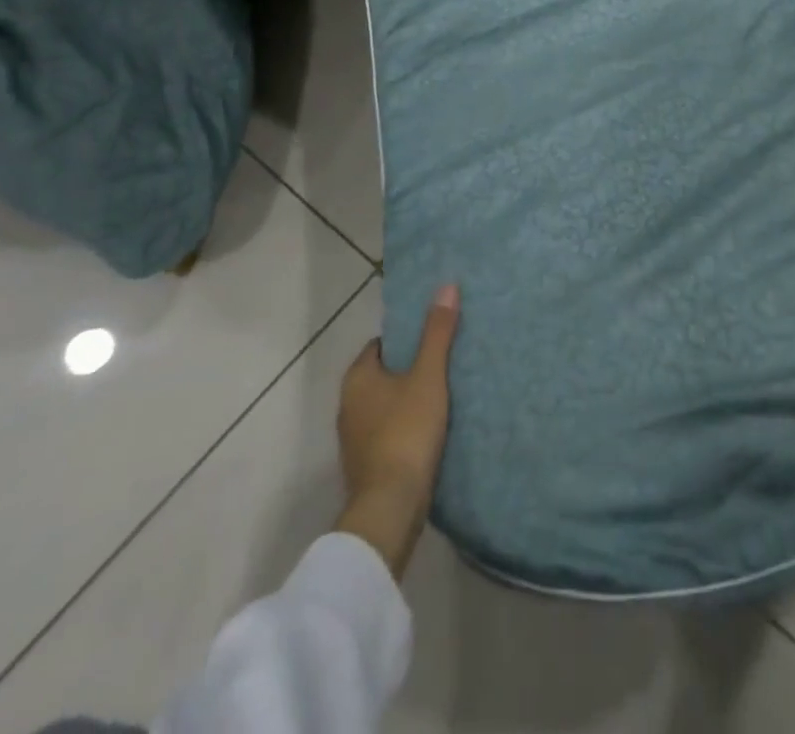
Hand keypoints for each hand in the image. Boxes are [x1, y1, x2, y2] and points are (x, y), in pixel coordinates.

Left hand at [334, 284, 459, 578]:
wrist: (390, 509)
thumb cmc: (406, 432)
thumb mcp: (428, 376)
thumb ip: (437, 333)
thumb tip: (446, 286)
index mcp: (357, 378)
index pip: (381, 344)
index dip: (407, 338)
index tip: (434, 337)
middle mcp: (348, 404)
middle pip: (383, 374)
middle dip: (409, 368)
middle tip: (445, 361)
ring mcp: (354, 439)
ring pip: (385, 405)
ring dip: (408, 399)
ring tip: (444, 393)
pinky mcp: (367, 465)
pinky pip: (388, 431)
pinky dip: (406, 426)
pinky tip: (431, 429)